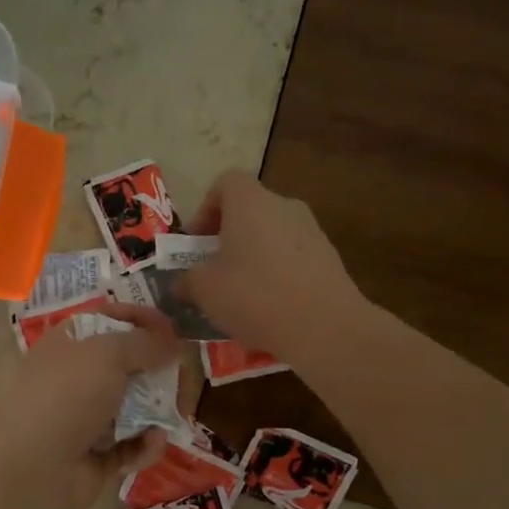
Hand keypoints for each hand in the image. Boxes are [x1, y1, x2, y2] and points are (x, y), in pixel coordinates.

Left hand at [0, 303, 179, 508]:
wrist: (32, 469)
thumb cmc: (67, 395)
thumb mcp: (107, 353)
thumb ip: (144, 342)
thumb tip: (169, 344)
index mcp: (68, 344)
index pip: (108, 320)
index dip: (141, 320)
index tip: (172, 330)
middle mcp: (75, 379)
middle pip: (127, 366)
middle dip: (159, 371)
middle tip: (184, 378)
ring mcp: (84, 420)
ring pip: (133, 408)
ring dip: (159, 410)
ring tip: (179, 413)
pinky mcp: (95, 458)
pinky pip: (130, 446)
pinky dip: (145, 444)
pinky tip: (153, 442)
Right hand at [180, 172, 363, 361]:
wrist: (324, 326)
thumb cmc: (254, 296)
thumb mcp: (205, 291)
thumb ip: (187, 282)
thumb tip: (179, 284)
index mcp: (250, 202)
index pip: (225, 182)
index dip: (206, 208)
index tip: (197, 242)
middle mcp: (284, 206)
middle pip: (250, 209)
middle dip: (228, 236)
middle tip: (214, 269)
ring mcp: (312, 231)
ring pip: (272, 234)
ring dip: (252, 256)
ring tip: (240, 294)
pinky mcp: (329, 258)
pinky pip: (292, 257)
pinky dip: (277, 274)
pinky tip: (270, 308)